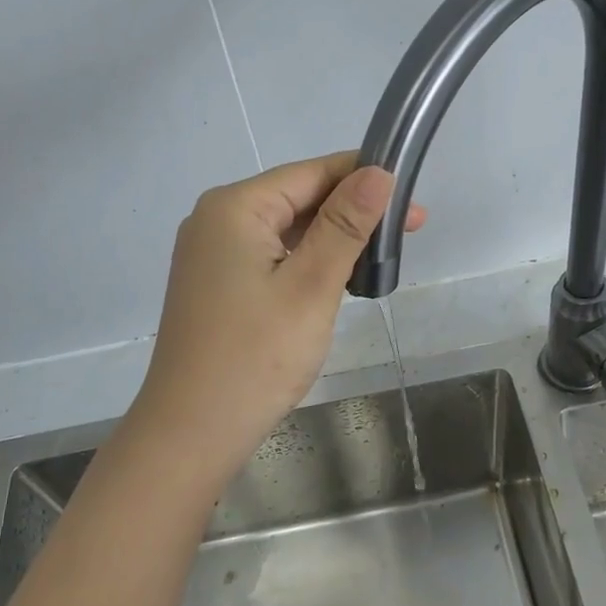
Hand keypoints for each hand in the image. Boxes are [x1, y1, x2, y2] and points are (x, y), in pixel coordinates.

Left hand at [135, 151, 425, 463]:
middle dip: (353, 212)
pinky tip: (337, 279)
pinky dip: (307, 262)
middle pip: (297, 198)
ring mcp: (211, 254)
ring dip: (333, 239)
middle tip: (411, 232)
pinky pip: (270, 256)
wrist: (192, 433)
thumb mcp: (311, 286)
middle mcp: (216, 220)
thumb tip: (379, 173)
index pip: (311, 173)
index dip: (365, 179)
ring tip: (380, 259)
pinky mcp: (216, 284)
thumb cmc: (255, 358)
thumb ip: (345, 225)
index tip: (413, 200)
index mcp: (234, 207)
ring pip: (286, 230)